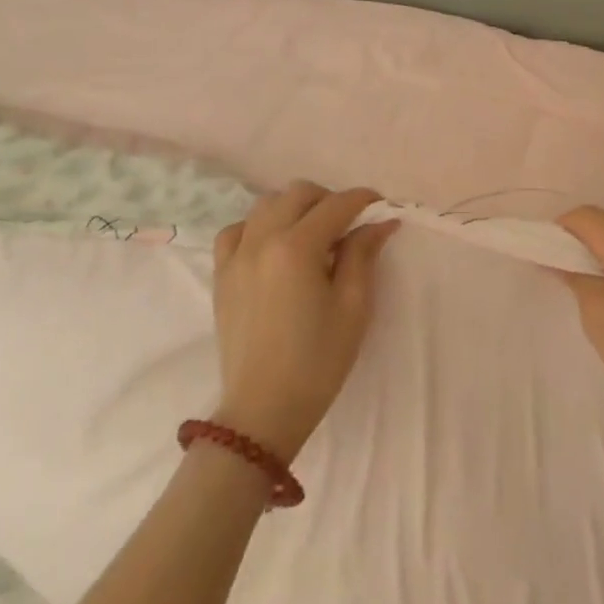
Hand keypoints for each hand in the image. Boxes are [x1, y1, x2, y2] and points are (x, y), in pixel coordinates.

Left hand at [210, 182, 398, 462]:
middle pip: (298, 193)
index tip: (381, 207)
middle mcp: (262, 240)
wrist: (264, 410)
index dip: (363, 200)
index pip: (336, 205)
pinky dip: (258, 227)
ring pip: (266, 205)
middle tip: (349, 224)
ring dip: (294, 208)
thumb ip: (363, 255)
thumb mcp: (353, 307)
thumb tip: (380, 222)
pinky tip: (273, 246)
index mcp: (297, 247)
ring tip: (313, 233)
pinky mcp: (221, 274)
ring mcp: (236, 256)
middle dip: (329, 199)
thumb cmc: (318, 360)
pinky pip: (237, 231)